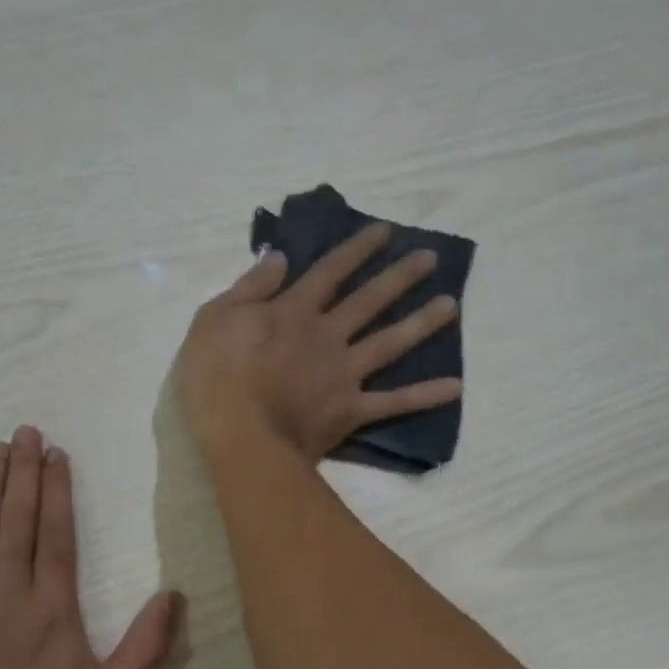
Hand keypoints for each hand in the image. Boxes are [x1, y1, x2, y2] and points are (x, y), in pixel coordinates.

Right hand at [176, 223, 462, 463]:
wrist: (240, 437)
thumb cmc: (216, 379)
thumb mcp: (213, 320)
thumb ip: (249, 288)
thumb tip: (280, 258)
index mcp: (292, 312)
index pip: (329, 271)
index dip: (356, 250)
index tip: (385, 231)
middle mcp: (326, 336)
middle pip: (368, 300)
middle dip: (399, 277)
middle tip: (431, 259)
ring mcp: (343, 373)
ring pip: (389, 342)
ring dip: (421, 323)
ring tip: (451, 306)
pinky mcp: (350, 410)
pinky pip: (393, 403)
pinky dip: (424, 396)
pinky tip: (455, 387)